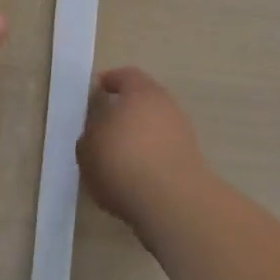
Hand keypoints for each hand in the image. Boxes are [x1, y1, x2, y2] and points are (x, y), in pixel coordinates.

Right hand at [77, 67, 207, 231]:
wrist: (172, 203)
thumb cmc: (123, 163)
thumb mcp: (88, 148)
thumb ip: (90, 133)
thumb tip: (97, 131)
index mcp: (140, 91)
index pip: (125, 76)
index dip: (110, 82)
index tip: (97, 91)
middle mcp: (165, 104)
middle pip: (143, 100)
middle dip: (125, 110)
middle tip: (106, 126)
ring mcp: (182, 131)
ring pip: (155, 125)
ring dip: (140, 135)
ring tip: (120, 157)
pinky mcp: (191, 159)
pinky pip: (164, 148)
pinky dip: (152, 156)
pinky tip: (137, 175)